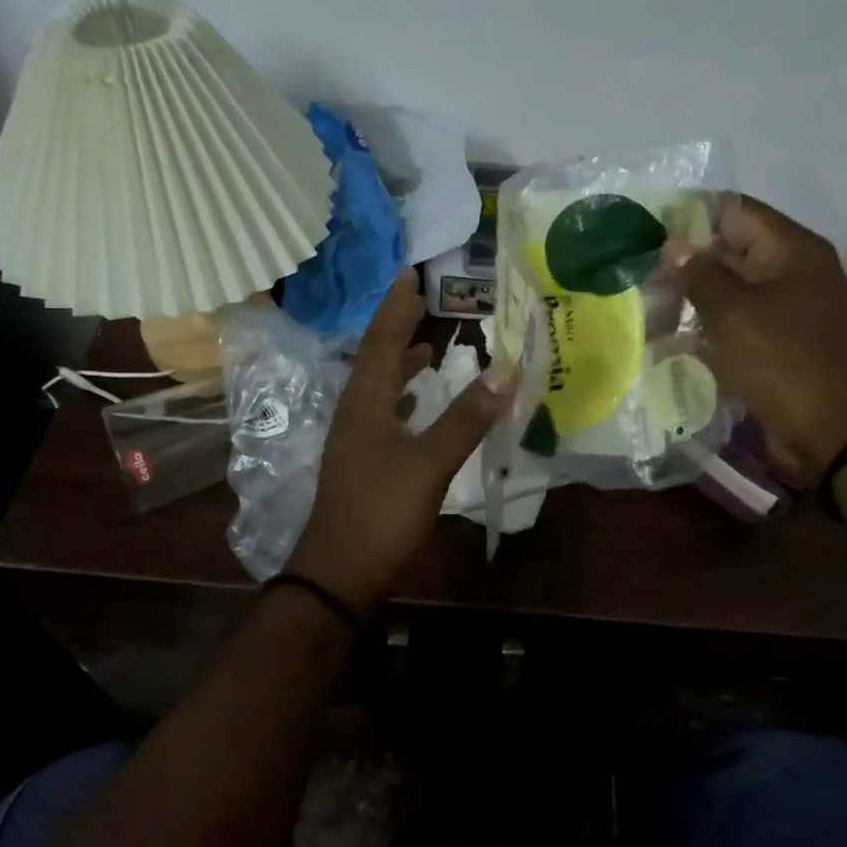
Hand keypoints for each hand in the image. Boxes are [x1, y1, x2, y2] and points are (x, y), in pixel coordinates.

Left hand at [288, 271, 514, 616]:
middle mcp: (355, 411)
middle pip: (376, 357)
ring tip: (428, 349)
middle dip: (399, 328)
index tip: (410, 275)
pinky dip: (402, 398)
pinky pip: (383, 414)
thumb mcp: (430, 462)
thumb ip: (467, 417)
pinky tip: (416, 404)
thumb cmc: (382, 510)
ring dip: (401, 364)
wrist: (340, 572)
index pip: (380, 339)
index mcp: (365, 401)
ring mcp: (355, 439)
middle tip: (424, 302)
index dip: (396, 307)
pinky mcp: (363, 462)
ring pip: (379, 387)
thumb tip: (505, 370)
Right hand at [672, 197, 846, 478]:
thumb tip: (672, 246)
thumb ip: (699, 274)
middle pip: (729, 251)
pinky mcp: (774, 344)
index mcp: (790, 250)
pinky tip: (669, 339)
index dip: (689, 216)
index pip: (734, 211)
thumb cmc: (785, 361)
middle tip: (637, 274)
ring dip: (690, 299)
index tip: (646, 231)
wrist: (834, 432)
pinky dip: (705, 328)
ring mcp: (784, 310)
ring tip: (645, 309)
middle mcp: (790, 272)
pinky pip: (734, 324)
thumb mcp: (734, 313)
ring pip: (727, 291)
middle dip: (684, 263)